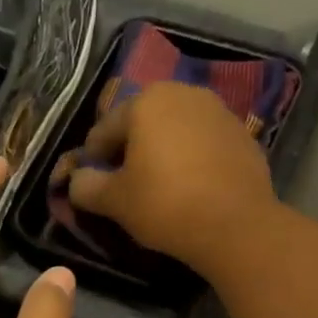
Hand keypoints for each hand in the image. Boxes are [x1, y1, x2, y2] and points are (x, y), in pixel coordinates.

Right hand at [59, 81, 283, 280]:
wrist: (235, 224)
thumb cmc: (164, 204)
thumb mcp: (113, 201)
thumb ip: (85, 186)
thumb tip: (76, 180)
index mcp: (146, 102)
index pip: (103, 130)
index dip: (91, 161)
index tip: (91, 187)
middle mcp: (183, 94)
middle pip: (140, 125)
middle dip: (128, 152)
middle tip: (123, 188)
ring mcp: (217, 111)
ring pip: (173, 132)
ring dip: (159, 154)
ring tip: (156, 188)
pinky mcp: (241, 134)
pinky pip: (201, 144)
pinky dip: (189, 160)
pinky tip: (188, 189)